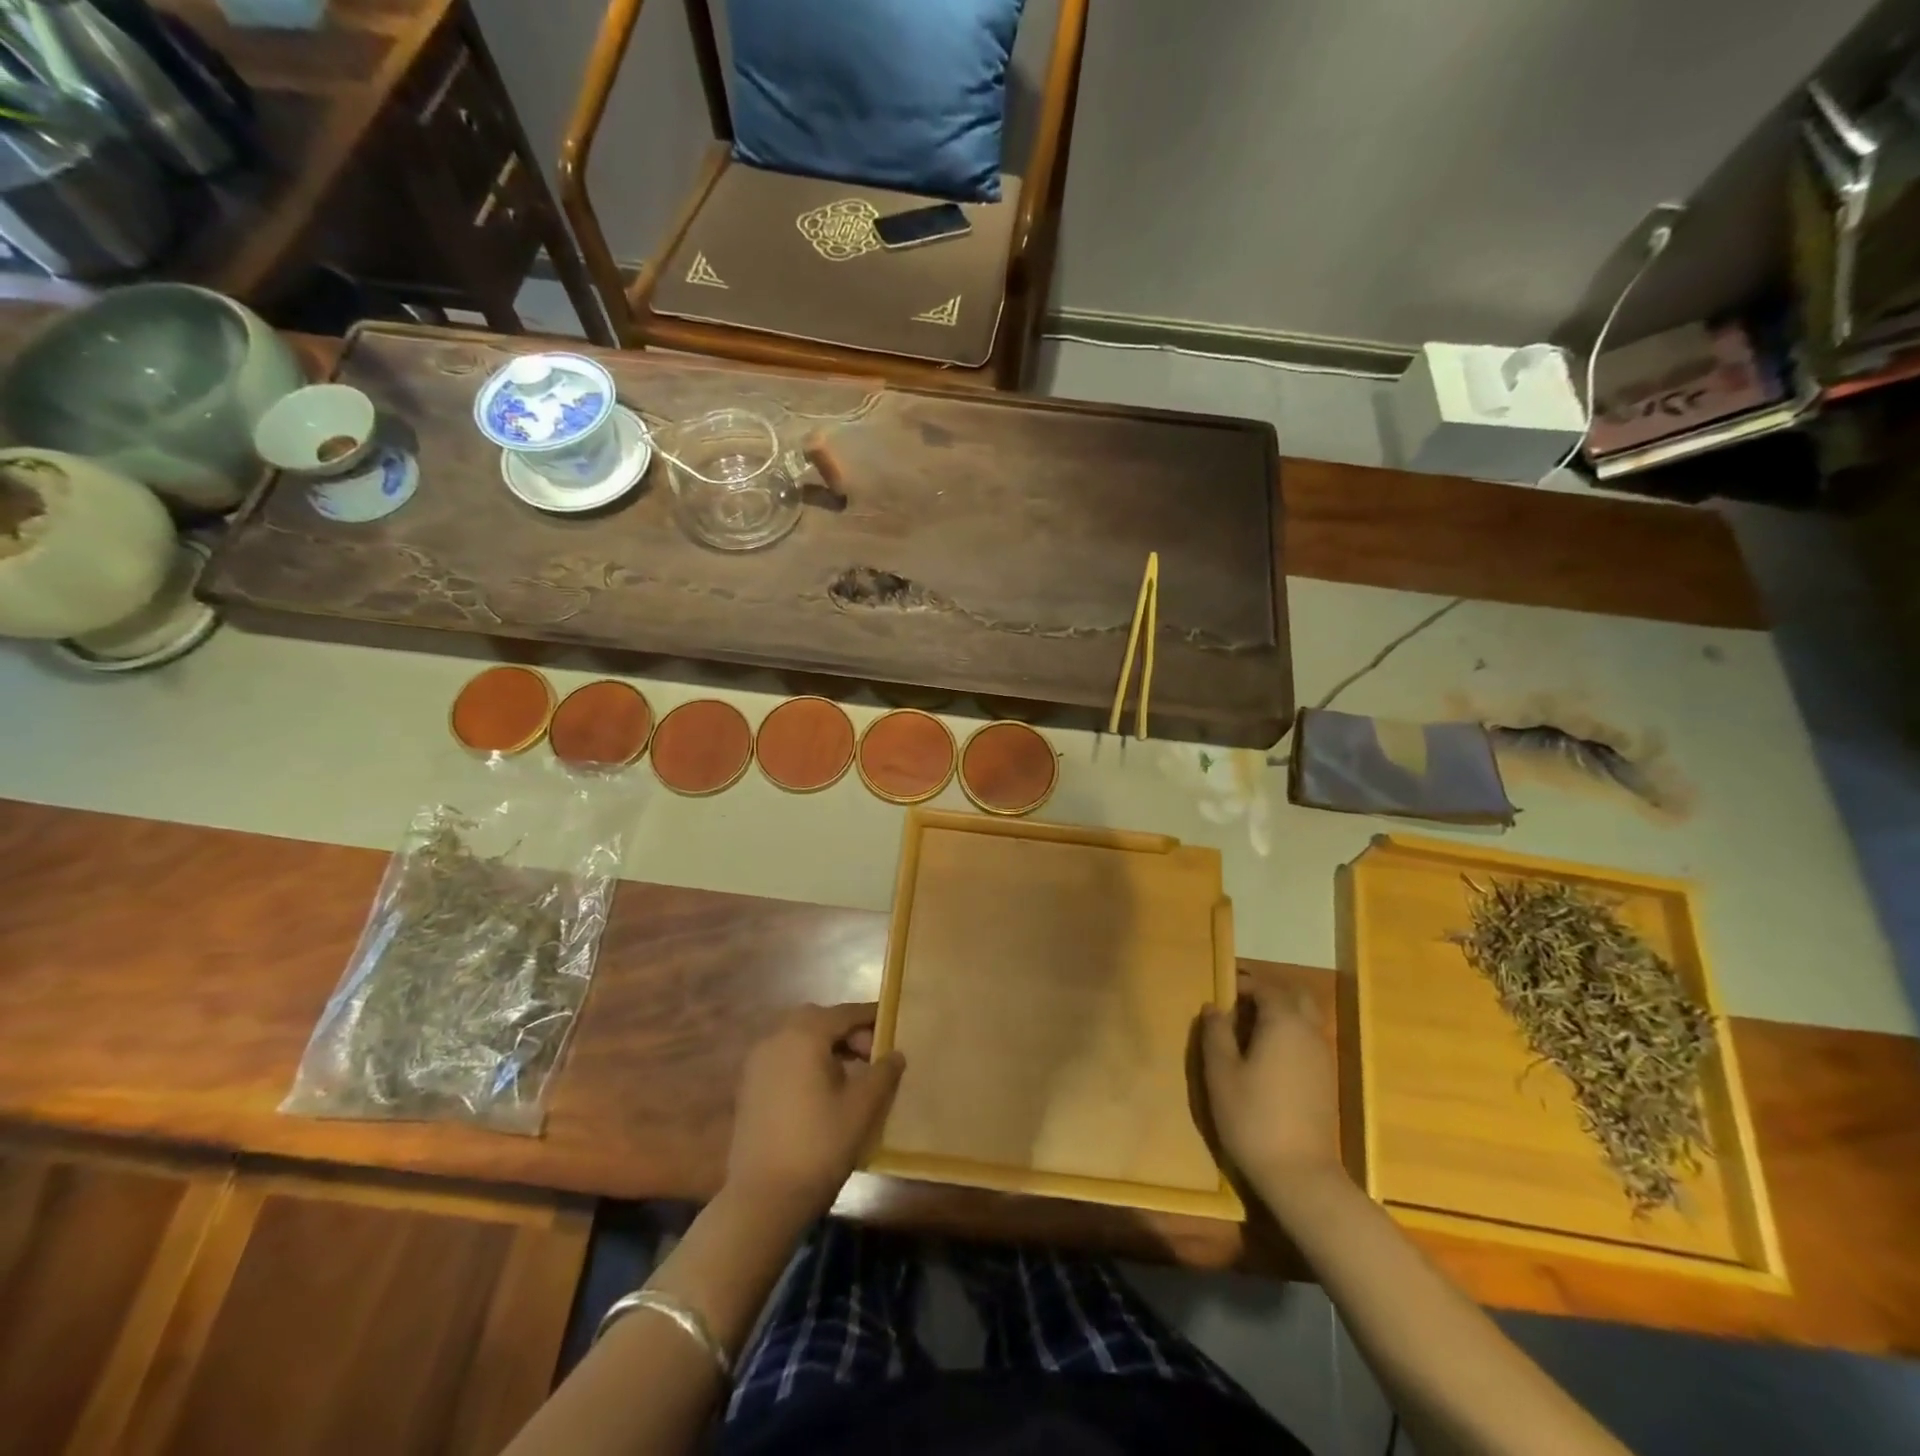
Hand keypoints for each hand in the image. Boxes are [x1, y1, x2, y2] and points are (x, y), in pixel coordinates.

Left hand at [725, 1003, 904, 1220]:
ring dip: (825, 1046)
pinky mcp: (749, 1087)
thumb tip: (896, 1054)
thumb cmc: (819, 1146)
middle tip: (871, 1055)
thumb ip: (883, 1073)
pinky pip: (783, 1058)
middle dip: (846, 1030)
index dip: (870, 1017)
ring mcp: (757, 1063)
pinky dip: (805, 1061)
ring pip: (798, 1038)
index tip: (893, 1024)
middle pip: (818, 1020)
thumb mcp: (861, 1108)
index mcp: (804, 1035)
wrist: (763, 1199)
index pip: (844, 1013)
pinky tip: (822, 1091)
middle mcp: (776, 1039)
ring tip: (850, 1075)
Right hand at [1199, 975, 1342, 1189]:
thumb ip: (1216, 1033)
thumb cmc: (1253, 1117)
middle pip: (1296, 997)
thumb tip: (1213, 1007)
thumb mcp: (1221, 1073)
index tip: (1220, 995)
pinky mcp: (1327, 1082)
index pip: (1265, 988)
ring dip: (1280, 1017)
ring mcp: (1323, 1058)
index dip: (1242, 986)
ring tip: (1248, 1036)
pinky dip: (1290, 1039)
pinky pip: (1309, 1043)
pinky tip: (1267, 1062)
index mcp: (1284, 1023)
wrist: (1300, 1176)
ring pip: (1306, 1020)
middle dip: (1268, 995)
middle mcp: (1309, 1033)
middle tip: (1239, 1010)